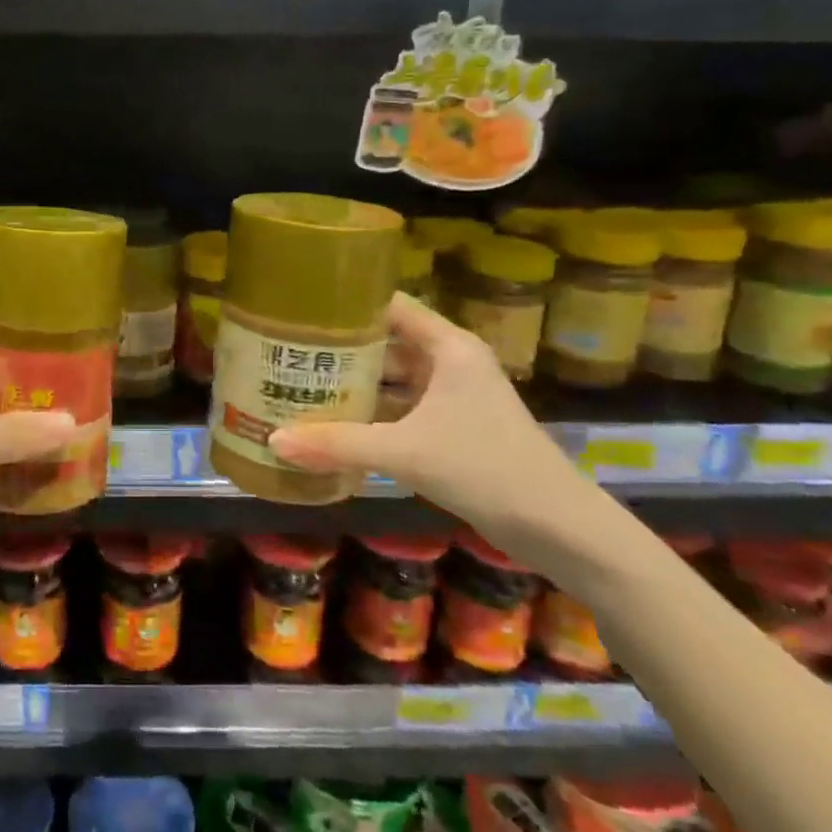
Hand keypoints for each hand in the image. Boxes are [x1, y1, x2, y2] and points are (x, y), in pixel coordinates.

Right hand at [268, 293, 595, 560]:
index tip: (302, 308)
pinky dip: (374, 414)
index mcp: (448, 348)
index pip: (391, 306)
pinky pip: (404, 409)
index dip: (348, 304)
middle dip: (342, 349)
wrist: (559, 527)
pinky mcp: (457, 428)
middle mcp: (452, 363)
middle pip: (388, 342)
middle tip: (290, 351)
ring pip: (396, 379)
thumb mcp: (404, 452)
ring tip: (303, 384)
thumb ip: (337, 444)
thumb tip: (273, 441)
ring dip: (357, 384)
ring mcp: (456, 397)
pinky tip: (338, 425)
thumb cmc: (484, 468)